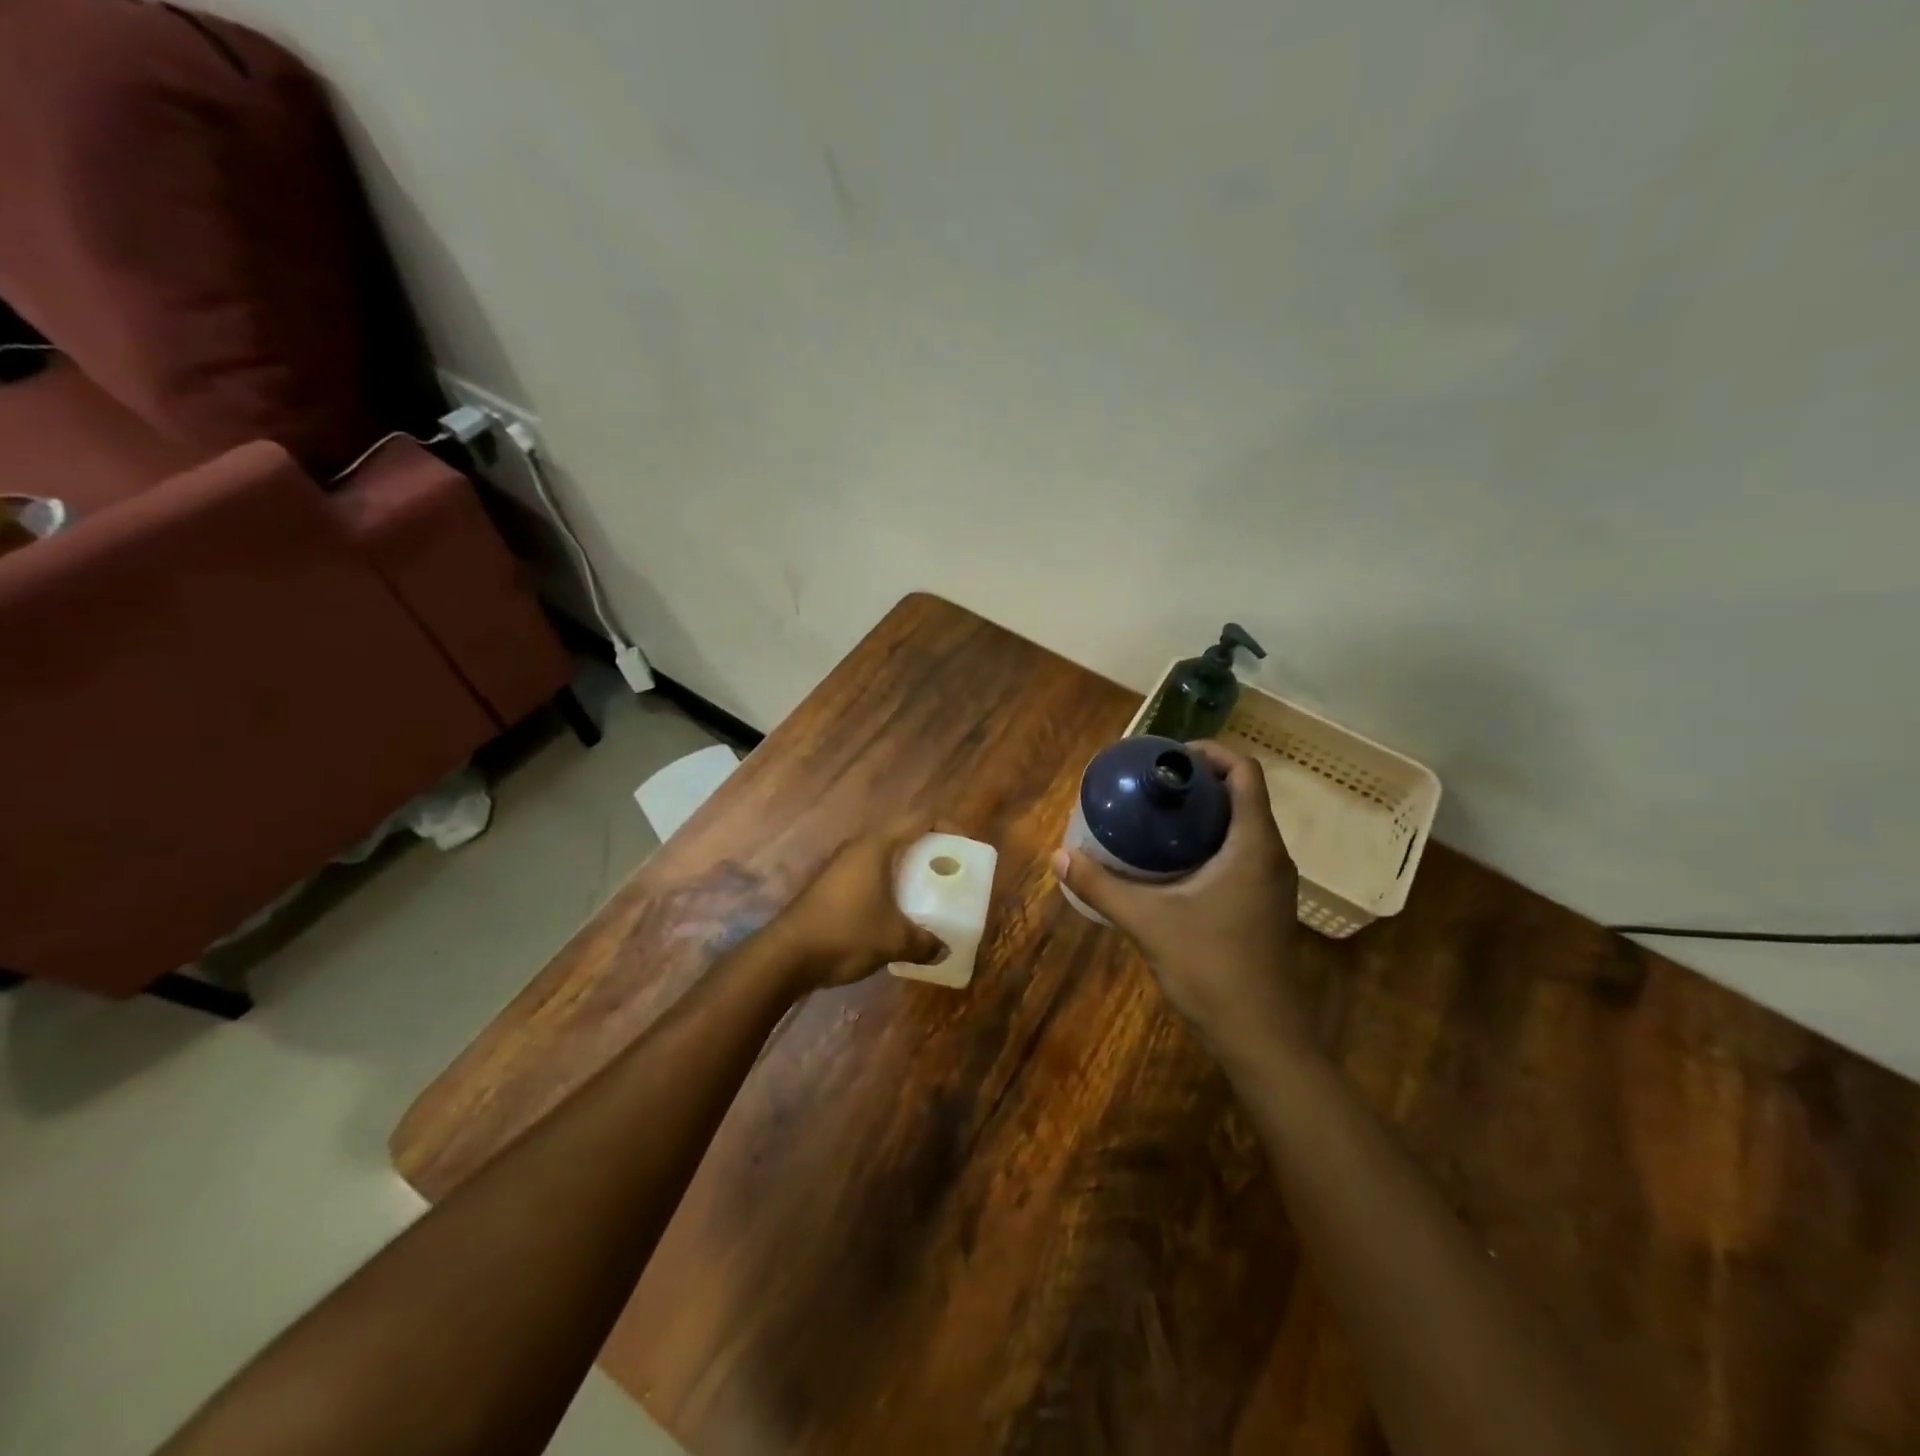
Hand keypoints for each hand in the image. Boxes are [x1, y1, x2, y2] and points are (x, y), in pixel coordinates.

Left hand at [771, 818, 949, 990]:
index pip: (920, 819)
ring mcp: (841, 866)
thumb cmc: (844, 934)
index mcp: (876, 847)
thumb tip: (945, 949)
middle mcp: (858, 848)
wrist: (786, 956)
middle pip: (903, 836)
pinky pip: (870, 875)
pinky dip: (890, 885)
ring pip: (885, 858)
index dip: (947, 827)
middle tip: (950, 873)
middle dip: (930, 851)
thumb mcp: (893, 940)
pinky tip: (898, 913)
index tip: (965, 847)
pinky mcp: (831, 886)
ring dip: (908, 871)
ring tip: (929, 895)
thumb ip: (925, 942)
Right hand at [1053, 741, 1303, 1043]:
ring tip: (1156, 817)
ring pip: (1242, 827)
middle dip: (1200, 782)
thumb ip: (1102, 887)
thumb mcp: (1148, 922)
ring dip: (1205, 814)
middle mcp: (1271, 855)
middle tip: (1152, 786)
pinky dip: (1211, 843)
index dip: (1210, 753)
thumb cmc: (1212, 968)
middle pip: (1243, 795)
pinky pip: (1241, 854)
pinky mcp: (1265, 905)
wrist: (1262, 1036)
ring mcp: (1272, 883)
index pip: (1245, 772)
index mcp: (1254, 844)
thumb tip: (1059, 857)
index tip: (1167, 758)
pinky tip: (1172, 864)